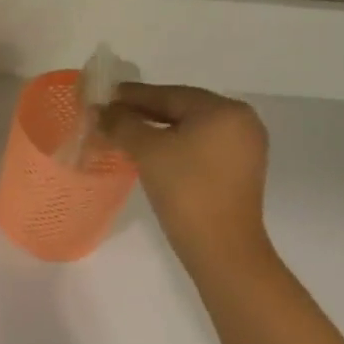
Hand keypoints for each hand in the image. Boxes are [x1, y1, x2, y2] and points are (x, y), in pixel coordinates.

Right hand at [98, 83, 272, 272]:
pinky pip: (199, 146)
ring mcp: (243, 147)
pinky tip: (148, 151)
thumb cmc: (186, 189)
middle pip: (181, 109)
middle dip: (142, 112)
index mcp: (225, 110)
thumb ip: (121, 123)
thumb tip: (99, 109)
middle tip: (108, 114)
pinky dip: (173, 144)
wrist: (221, 248)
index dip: (131, 95)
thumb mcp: (147, 150)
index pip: (169, 94)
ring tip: (122, 132)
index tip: (103, 96)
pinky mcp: (238, 170)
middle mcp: (241, 122)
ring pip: (189, 128)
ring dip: (155, 129)